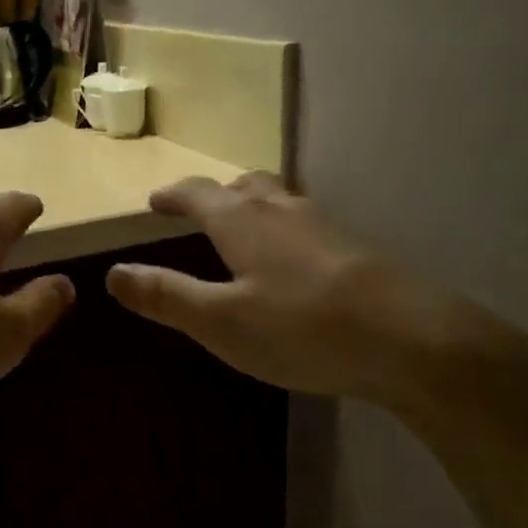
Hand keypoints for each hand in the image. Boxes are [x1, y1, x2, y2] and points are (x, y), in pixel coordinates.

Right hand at [106, 173, 519, 411]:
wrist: (415, 341)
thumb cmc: (302, 328)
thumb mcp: (220, 321)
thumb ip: (165, 296)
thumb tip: (113, 273)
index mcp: (242, 222)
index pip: (197, 194)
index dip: (173, 195)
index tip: (155, 201)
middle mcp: (283, 211)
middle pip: (244, 187)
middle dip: (216, 195)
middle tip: (200, 210)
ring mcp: (326, 227)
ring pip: (281, 202)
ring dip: (255, 208)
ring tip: (246, 233)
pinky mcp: (358, 251)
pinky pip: (308, 226)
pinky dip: (287, 232)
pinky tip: (295, 266)